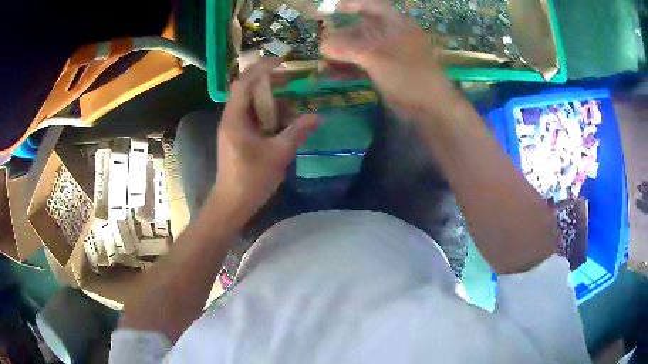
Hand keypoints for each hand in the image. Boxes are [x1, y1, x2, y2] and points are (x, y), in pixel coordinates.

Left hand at [214, 58, 318, 212]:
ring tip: (291, 99)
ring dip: (269, 99)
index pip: (245, 82)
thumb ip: (297, 132)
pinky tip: (283, 120)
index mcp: (235, 118)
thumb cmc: (251, 179)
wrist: (232, 203)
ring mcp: (233, 128)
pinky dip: (267, 114)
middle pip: (247, 90)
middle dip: (269, 82)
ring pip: (250, 104)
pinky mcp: (237, 137)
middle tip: (292, 79)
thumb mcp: (278, 154)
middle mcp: (231, 118)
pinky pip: (252, 117)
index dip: (261, 68)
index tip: (281, 61)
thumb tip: (318, 117)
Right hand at [321, 0, 455, 116]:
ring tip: (322, 63)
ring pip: (361, 48)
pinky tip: (332, 74)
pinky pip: (363, 64)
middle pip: (362, 29)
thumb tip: (322, 45)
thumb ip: (347, 48)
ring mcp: (389, 54)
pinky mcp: (386, 71)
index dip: (353, 4)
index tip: (333, 8)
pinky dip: (349, 68)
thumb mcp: (376, 57)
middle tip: (321, 44)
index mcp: (397, 24)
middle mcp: (392, 35)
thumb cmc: (408, 74)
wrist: (430, 107)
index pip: (373, 6)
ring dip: (342, 54)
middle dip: (340, 36)